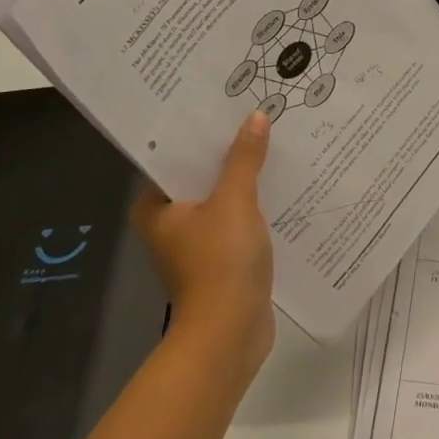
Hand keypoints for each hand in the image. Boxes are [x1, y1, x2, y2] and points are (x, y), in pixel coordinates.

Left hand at [133, 112, 274, 373]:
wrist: (230, 334)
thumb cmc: (220, 262)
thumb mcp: (234, 202)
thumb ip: (244, 159)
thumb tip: (255, 117)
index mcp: (156, 207)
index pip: (175, 157)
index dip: (202, 132)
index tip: (227, 105)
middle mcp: (170, 223)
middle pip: (202, 176)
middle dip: (229, 153)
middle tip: (258, 117)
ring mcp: (197, 244)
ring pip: (223, 199)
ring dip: (246, 180)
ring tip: (275, 144)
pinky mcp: (222, 260)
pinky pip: (239, 221)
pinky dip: (256, 207)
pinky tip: (283, 186)